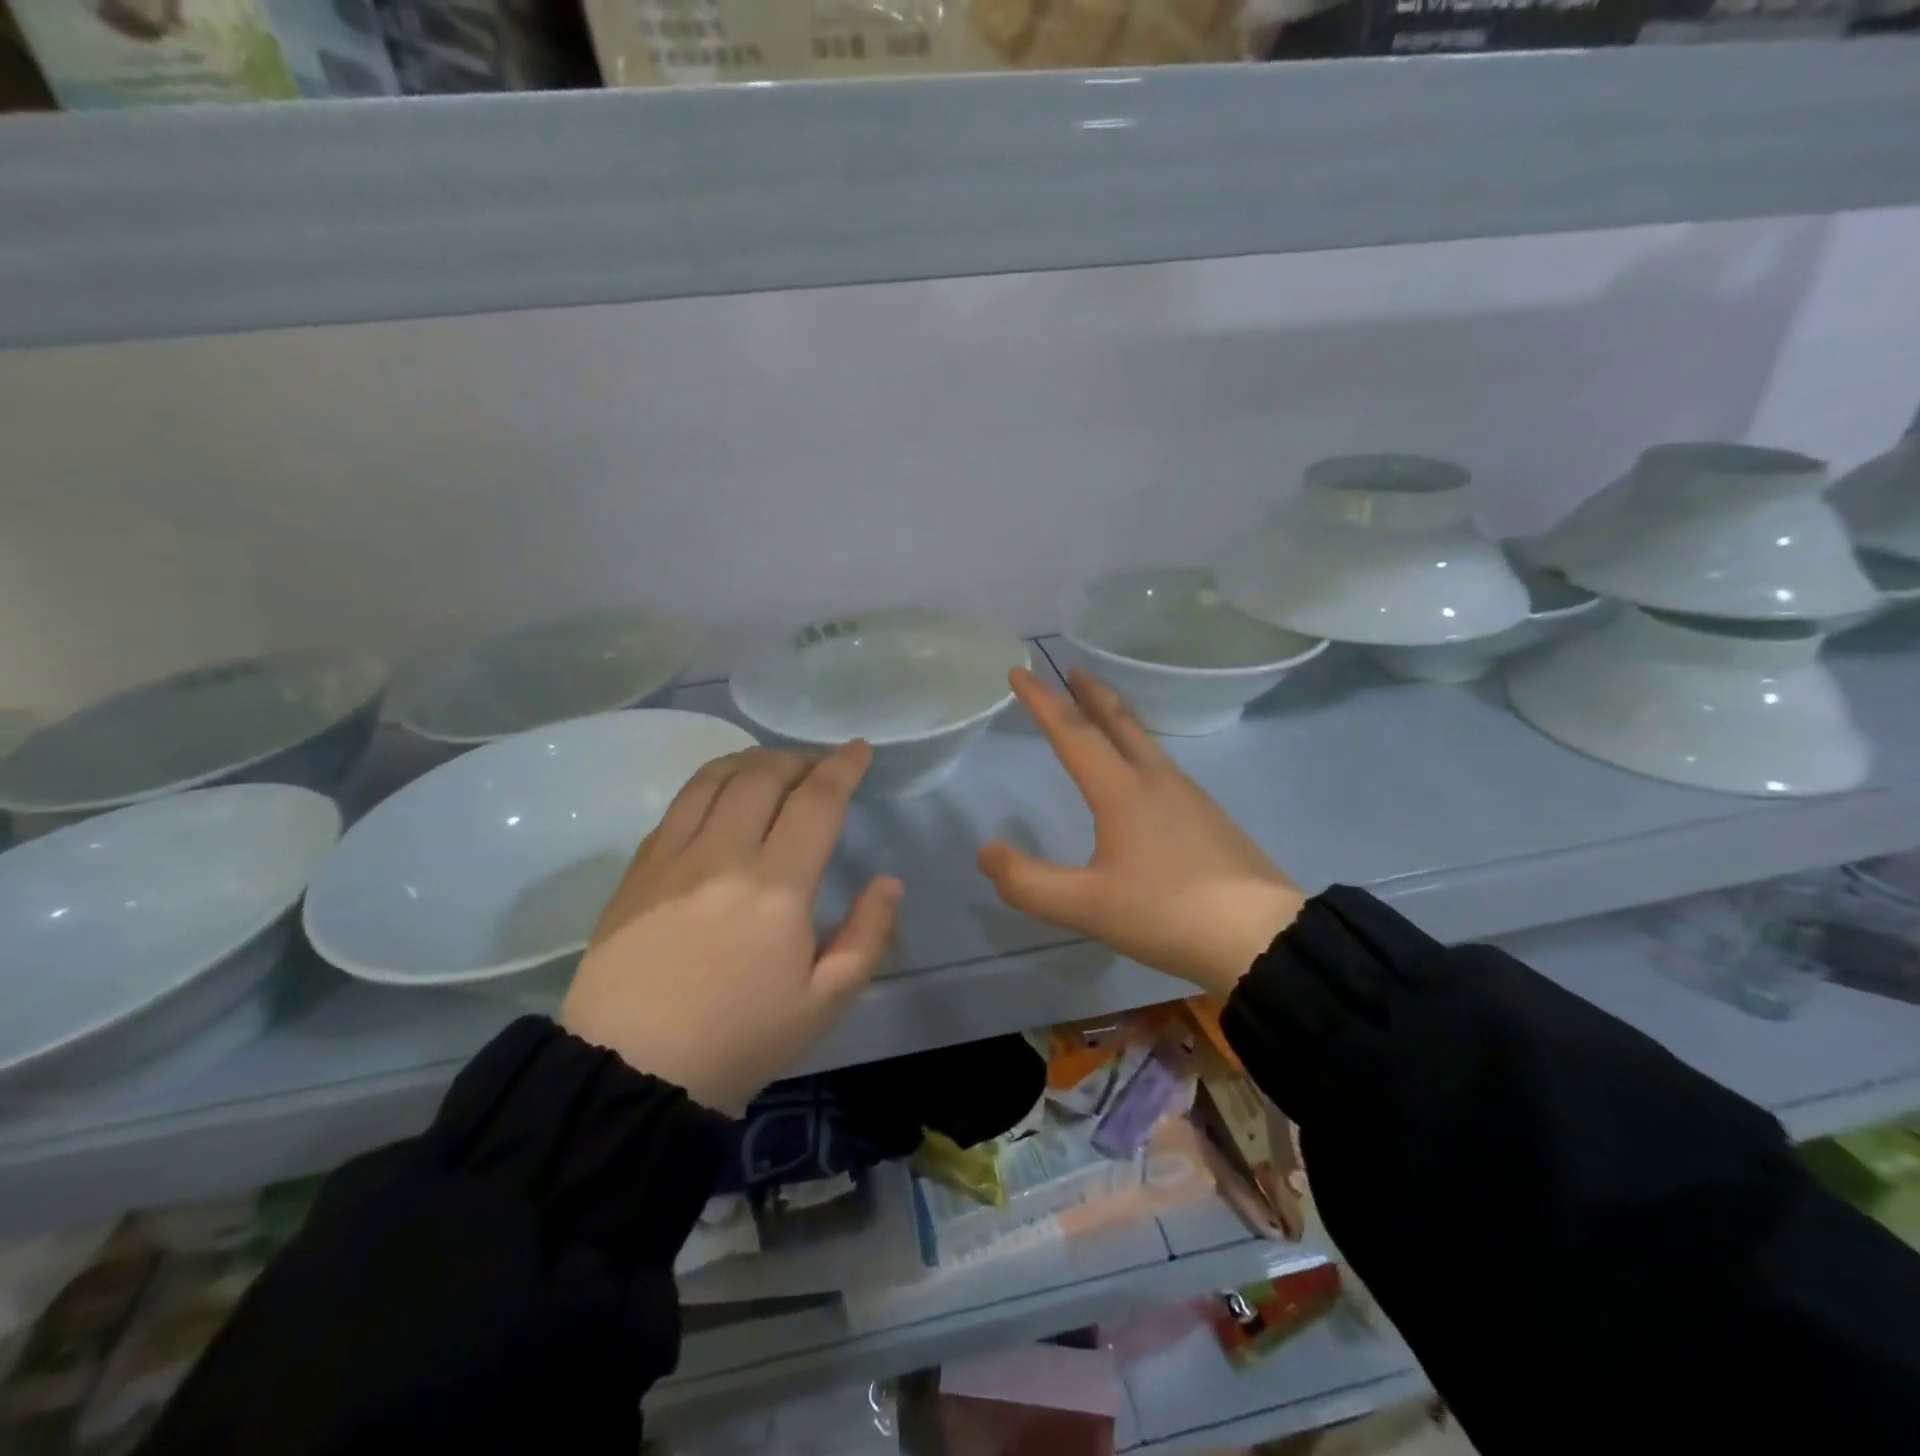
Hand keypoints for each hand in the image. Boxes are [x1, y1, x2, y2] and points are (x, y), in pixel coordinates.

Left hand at [560, 743, 901, 1114]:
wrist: (630, 1073)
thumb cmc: (740, 1040)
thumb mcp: (825, 1003)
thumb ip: (868, 936)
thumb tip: (888, 881)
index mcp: (776, 888)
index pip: (816, 801)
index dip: (843, 766)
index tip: (859, 749)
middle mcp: (723, 856)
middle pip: (764, 775)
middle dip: (800, 759)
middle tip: (819, 768)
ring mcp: (673, 858)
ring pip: (716, 778)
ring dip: (753, 761)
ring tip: (773, 768)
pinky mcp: (638, 869)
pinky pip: (678, 804)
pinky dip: (711, 783)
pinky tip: (722, 797)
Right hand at [978, 669, 1302, 996]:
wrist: (1262, 937)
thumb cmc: (1168, 914)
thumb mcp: (1087, 907)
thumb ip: (1028, 883)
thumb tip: (986, 851)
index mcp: (1122, 791)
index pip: (1073, 732)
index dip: (1042, 701)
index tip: (1019, 671)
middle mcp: (1156, 780)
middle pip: (1119, 721)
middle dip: (1089, 692)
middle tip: (1071, 668)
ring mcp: (1189, 796)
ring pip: (1144, 741)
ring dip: (1116, 717)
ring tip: (1099, 713)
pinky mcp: (1209, 817)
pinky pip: (1161, 765)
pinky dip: (1137, 748)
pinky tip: (1140, 773)